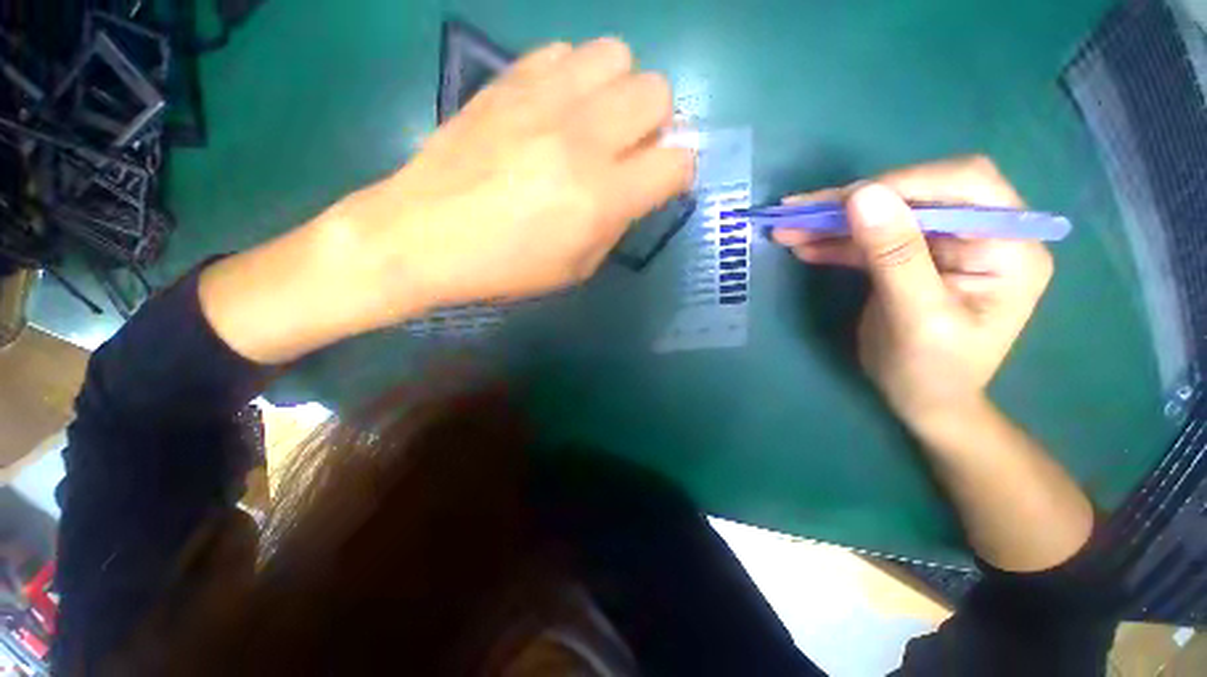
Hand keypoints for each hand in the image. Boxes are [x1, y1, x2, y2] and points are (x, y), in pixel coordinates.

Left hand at [200, 38, 693, 364]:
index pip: (677, 163)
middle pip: (657, 92)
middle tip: (628, 149)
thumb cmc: (505, 267)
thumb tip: (633, 190)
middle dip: (655, 123)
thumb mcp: (576, 268)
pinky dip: (574, 77)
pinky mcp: (507, 81)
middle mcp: (582, 139)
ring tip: (592, 122)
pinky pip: (564, 52)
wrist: (423, 235)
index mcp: (601, 198)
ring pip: (616, 55)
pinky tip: (554, 108)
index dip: (678, 173)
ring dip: (617, 91)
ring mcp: (543, 100)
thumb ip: (616, 224)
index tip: (661, 183)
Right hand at [773, 156, 1053, 428]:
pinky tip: (804, 246)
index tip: (840, 202)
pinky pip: (870, 240)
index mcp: (1008, 245)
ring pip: (885, 214)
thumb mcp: (916, 317)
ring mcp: (942, 246)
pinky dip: (835, 242)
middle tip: (797, 212)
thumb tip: (862, 195)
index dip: (901, 184)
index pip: (963, 186)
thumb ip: (895, 255)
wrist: (924, 403)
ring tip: (786, 228)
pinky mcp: (909, 259)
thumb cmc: (932, 372)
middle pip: (916, 194)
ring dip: (834, 221)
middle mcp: (981, 234)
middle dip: (854, 201)